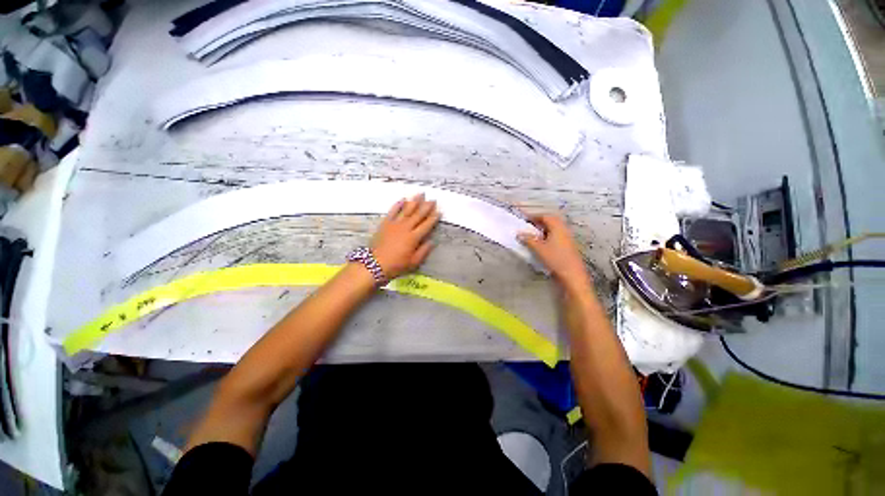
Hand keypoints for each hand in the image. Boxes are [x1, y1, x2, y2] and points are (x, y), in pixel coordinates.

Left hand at [370, 194, 439, 278]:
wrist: (375, 264)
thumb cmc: (396, 265)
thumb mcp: (413, 262)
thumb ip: (423, 251)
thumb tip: (431, 241)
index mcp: (414, 238)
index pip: (426, 225)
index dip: (433, 218)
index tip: (439, 211)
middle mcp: (406, 228)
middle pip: (418, 215)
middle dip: (426, 207)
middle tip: (432, 200)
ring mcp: (395, 224)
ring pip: (407, 210)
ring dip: (414, 202)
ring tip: (420, 194)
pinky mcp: (386, 223)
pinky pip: (393, 211)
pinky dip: (398, 205)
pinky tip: (403, 199)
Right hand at [518, 214, 589, 291]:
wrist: (571, 274)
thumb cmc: (555, 258)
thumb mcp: (538, 248)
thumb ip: (528, 239)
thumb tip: (519, 233)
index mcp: (557, 227)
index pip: (544, 216)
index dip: (534, 216)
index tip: (524, 218)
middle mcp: (563, 229)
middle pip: (550, 221)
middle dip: (539, 222)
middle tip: (528, 225)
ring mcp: (567, 237)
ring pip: (553, 229)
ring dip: (543, 229)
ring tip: (533, 234)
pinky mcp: (567, 246)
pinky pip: (556, 235)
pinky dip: (547, 235)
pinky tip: (541, 243)